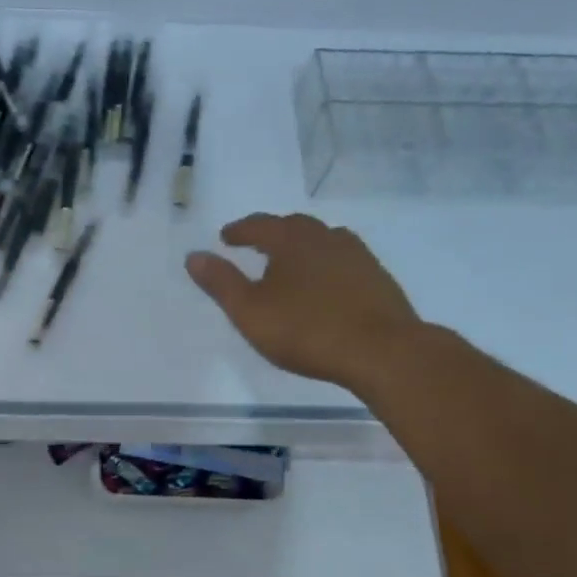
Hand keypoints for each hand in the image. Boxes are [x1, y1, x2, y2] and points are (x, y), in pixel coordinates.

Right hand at [186, 213, 423, 391]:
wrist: (383, 351)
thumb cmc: (306, 329)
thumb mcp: (250, 311)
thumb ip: (221, 282)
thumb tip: (193, 256)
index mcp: (292, 240)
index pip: (260, 225)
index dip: (240, 230)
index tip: (226, 237)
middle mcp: (326, 238)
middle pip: (295, 226)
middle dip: (273, 233)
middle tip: (258, 245)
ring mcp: (357, 256)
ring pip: (324, 241)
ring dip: (303, 247)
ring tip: (291, 264)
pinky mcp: (378, 278)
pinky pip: (344, 261)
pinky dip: (327, 265)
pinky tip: (326, 285)